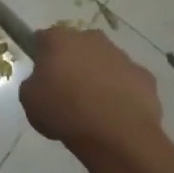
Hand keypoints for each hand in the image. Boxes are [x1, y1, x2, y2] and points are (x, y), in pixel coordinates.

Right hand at [19, 26, 161, 157]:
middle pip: (77, 46)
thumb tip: (43, 82)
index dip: (41, 56)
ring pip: (104, 62)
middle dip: (73, 63)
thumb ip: (33, 83)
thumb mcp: (29, 100)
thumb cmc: (64, 112)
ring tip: (94, 109)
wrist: (116, 134)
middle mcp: (91, 39)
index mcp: (59, 39)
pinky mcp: (144, 75)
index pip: (43, 39)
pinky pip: (127, 81)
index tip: (42, 76)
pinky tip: (116, 114)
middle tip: (67, 92)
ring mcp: (122, 56)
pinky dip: (121, 93)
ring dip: (98, 77)